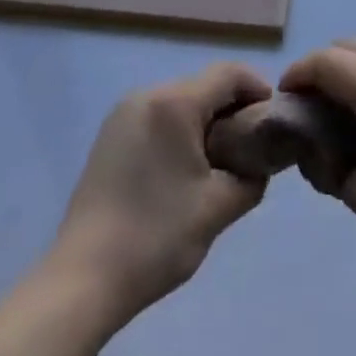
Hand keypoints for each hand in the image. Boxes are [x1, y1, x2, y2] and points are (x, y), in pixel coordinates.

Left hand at [49, 63, 272, 322]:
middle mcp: (147, 95)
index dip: (259, 91)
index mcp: (174, 102)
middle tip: (250, 150)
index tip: (274, 124)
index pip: (230, 74)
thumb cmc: (156, 237)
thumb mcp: (218, 207)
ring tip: (219, 166)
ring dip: (205, 123)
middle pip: (204, 86)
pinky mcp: (109, 137)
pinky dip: (179, 134)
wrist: (82, 281)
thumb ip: (251, 176)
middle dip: (233, 111)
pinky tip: (182, 174)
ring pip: (180, 102)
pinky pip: (158, 118)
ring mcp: (123, 114)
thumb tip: (259, 163)